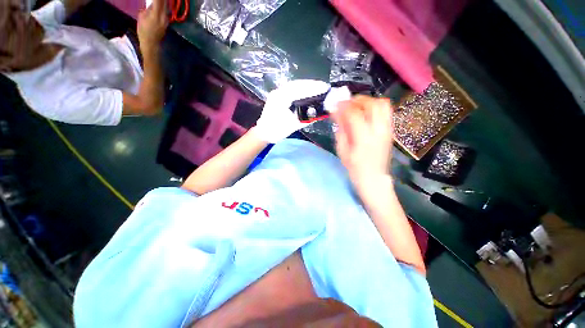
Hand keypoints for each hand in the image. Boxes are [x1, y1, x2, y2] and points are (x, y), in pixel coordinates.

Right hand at [137, 0, 167, 52]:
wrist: (151, 43)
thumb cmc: (143, 30)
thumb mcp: (142, 16)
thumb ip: (148, 9)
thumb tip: (151, 4)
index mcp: (156, 14)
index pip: (158, 1)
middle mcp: (163, 16)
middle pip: (164, 3)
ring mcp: (166, 20)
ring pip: (166, 7)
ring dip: (162, 1)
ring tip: (159, 0)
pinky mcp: (167, 23)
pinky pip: (165, 11)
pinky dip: (162, 6)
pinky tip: (160, 4)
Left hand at [253, 80, 329, 142]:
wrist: (264, 132)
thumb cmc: (276, 131)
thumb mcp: (292, 126)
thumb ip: (305, 120)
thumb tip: (319, 115)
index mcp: (281, 99)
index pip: (299, 89)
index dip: (313, 87)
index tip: (324, 87)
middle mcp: (278, 92)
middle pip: (297, 84)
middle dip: (311, 84)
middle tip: (322, 86)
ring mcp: (276, 93)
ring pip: (293, 85)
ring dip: (305, 85)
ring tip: (317, 87)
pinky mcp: (276, 96)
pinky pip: (289, 89)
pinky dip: (299, 88)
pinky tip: (306, 91)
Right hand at [332, 96, 393, 189]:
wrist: (373, 178)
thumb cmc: (355, 167)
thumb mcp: (342, 150)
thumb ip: (341, 130)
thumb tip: (337, 114)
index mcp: (363, 138)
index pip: (354, 114)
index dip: (344, 106)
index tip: (336, 105)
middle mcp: (378, 130)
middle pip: (372, 104)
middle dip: (357, 100)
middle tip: (347, 104)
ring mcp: (387, 129)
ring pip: (382, 104)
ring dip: (368, 101)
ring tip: (357, 106)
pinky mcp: (390, 130)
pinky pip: (386, 111)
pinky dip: (375, 107)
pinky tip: (366, 113)